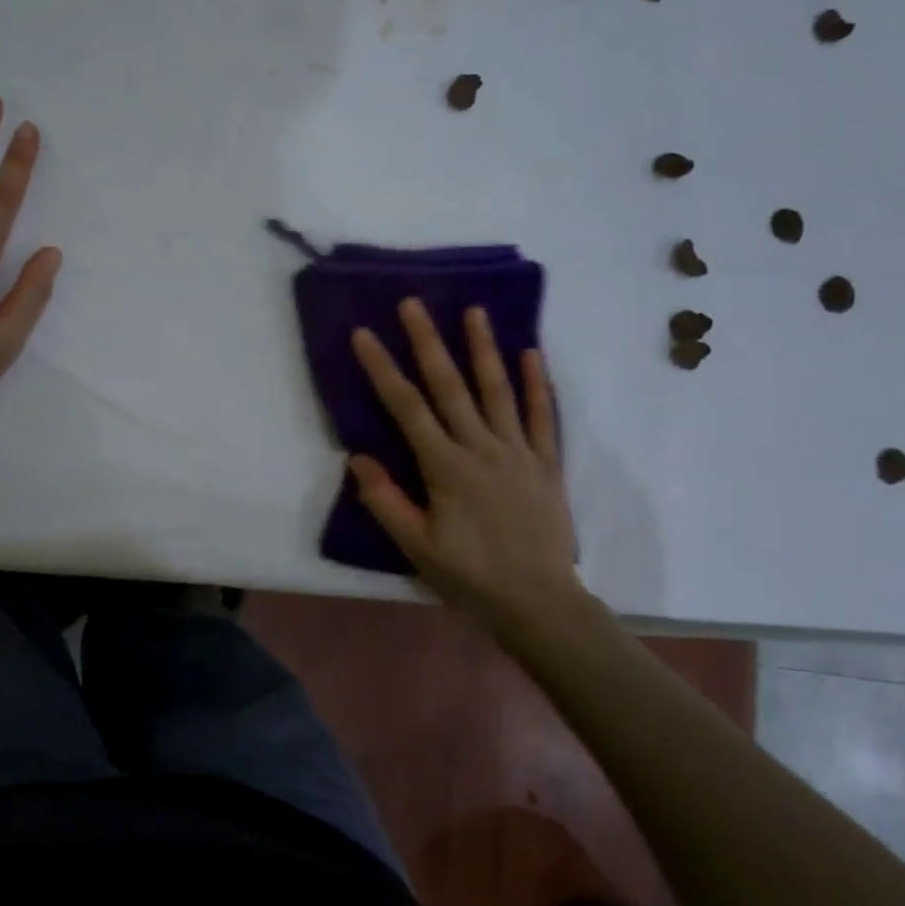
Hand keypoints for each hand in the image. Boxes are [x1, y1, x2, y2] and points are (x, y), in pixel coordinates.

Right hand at [350, 300, 582, 630]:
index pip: (406, 408)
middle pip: (450, 386)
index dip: (383, 368)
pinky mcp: (546, 463)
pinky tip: (531, 353)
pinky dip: (537, 384)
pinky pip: (542, 416)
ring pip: (498, 390)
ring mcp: (518, 452)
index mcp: (445, 467)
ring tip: (475, 311)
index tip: (364, 334)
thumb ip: (386, 500)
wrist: (538, 602)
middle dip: (428, 341)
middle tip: (413, 303)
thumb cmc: (470, 576)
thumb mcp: (416, 547)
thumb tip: (358, 456)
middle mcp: (481, 448)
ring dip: (484, 348)